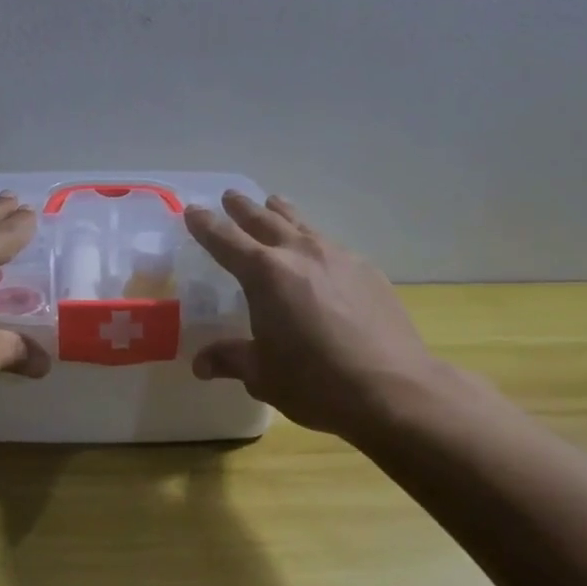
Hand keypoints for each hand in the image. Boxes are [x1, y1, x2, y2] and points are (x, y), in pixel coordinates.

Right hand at [184, 192, 452, 437]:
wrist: (393, 389)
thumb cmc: (315, 382)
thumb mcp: (263, 375)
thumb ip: (231, 359)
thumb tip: (201, 364)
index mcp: (264, 273)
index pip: (224, 239)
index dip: (205, 224)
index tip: (192, 210)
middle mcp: (299, 253)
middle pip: (264, 219)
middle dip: (242, 208)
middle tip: (230, 196)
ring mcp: (337, 257)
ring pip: (301, 224)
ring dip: (282, 213)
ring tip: (274, 203)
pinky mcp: (366, 270)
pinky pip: (330, 245)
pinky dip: (313, 241)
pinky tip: (318, 254)